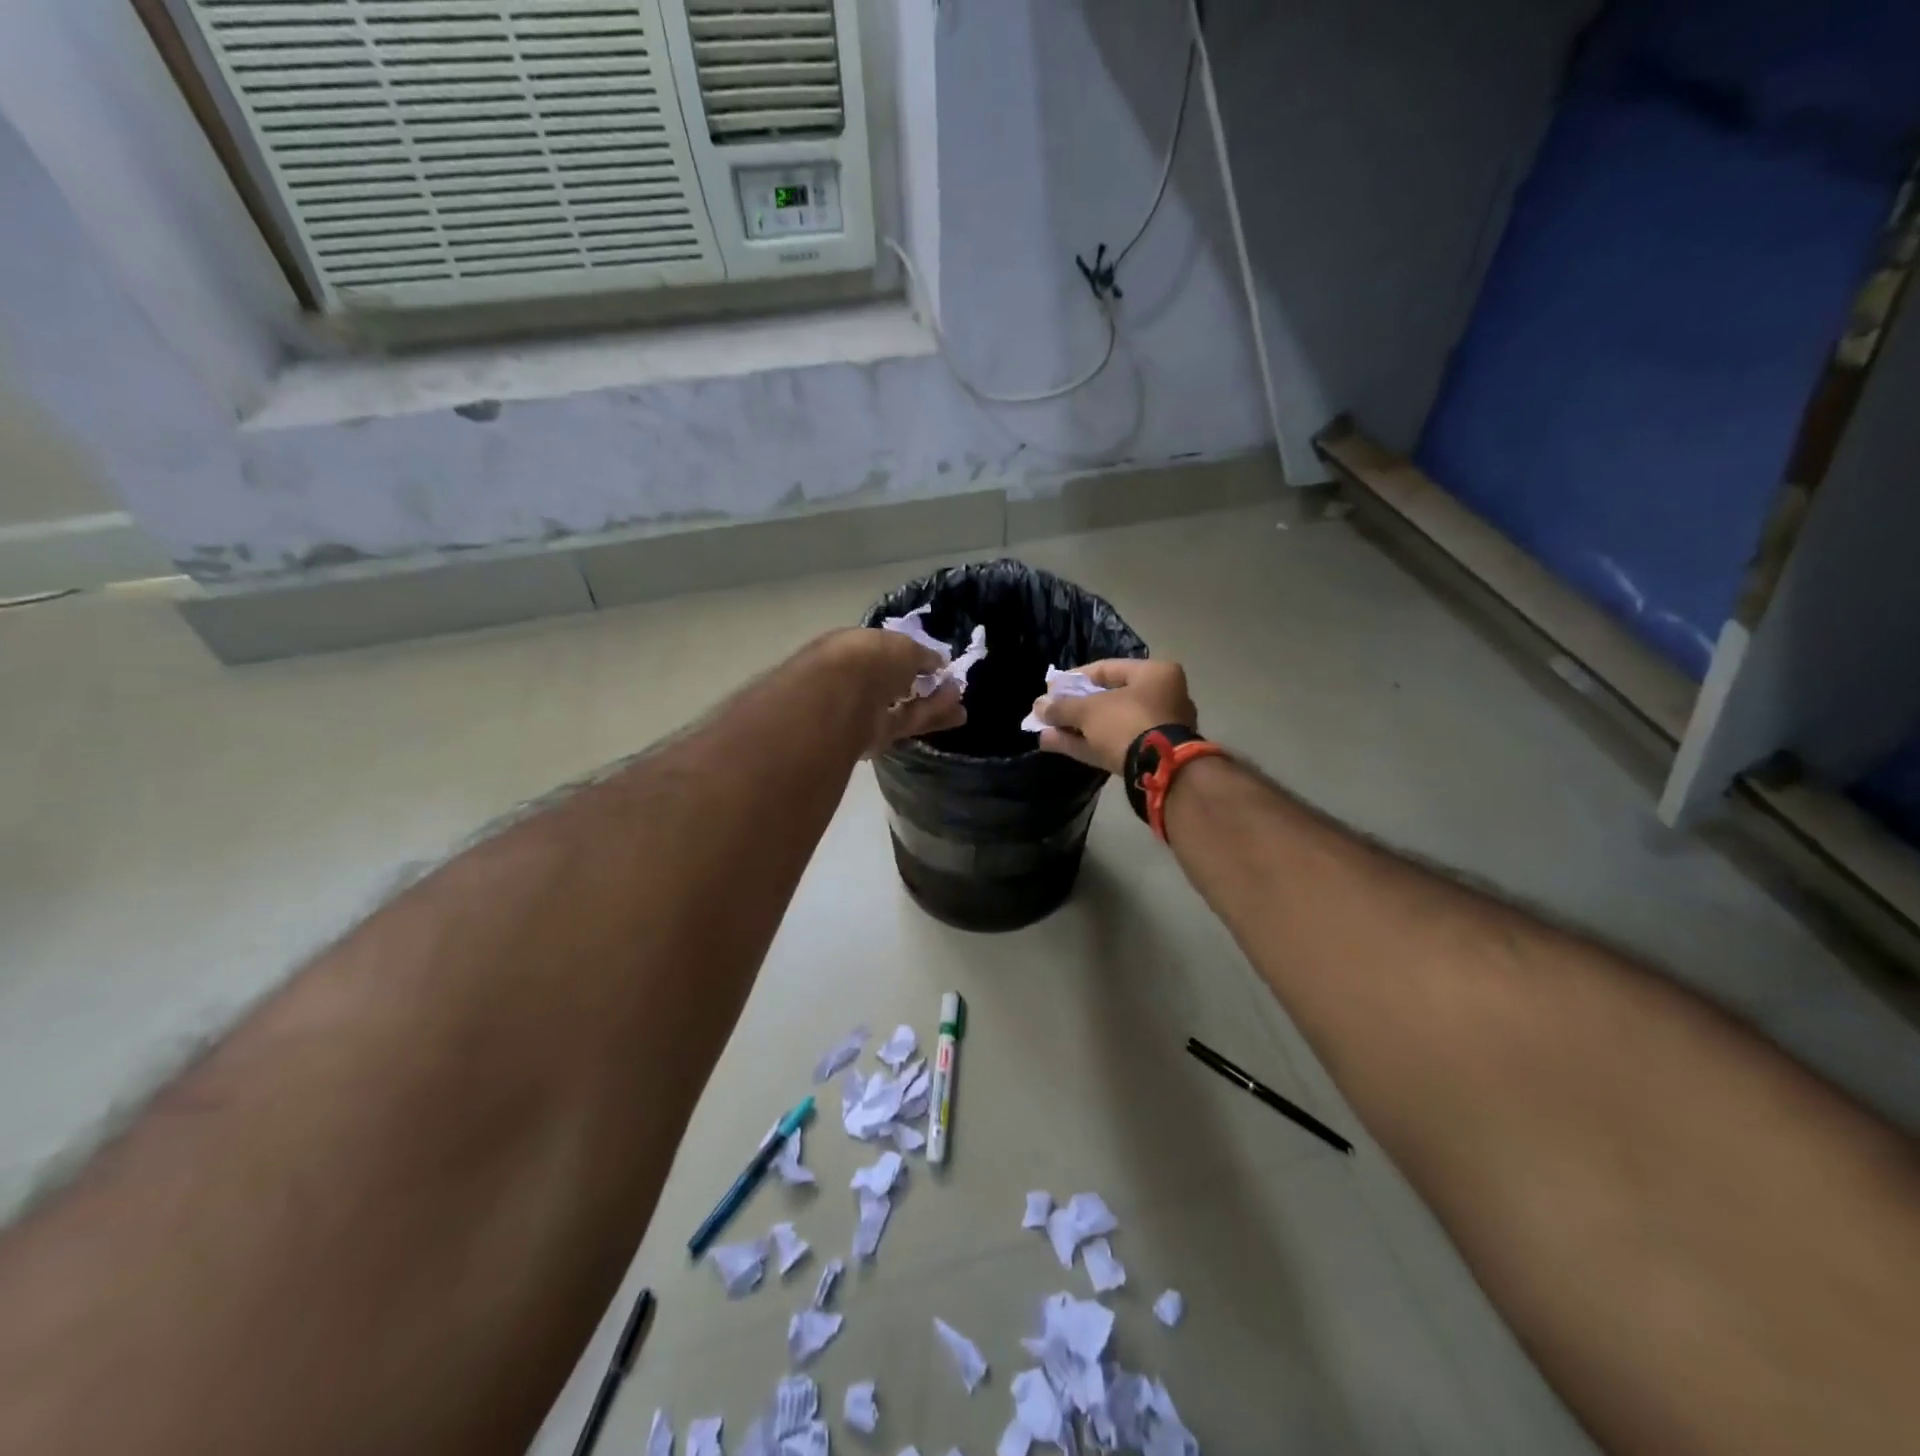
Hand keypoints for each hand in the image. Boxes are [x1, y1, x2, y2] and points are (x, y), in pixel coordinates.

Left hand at [818, 628, 967, 753]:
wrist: (841, 702)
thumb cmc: (869, 659)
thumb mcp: (903, 646)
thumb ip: (921, 655)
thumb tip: (937, 662)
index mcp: (850, 647)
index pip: (881, 651)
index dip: (907, 654)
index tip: (931, 659)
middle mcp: (853, 678)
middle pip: (893, 681)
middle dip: (922, 681)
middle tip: (949, 681)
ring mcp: (861, 710)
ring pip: (902, 705)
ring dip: (932, 701)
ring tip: (960, 696)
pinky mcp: (873, 737)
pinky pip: (906, 722)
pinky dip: (930, 716)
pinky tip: (956, 712)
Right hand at [1030, 658, 1197, 774]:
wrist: (1159, 771)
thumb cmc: (1127, 723)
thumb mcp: (1089, 711)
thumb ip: (1062, 707)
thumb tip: (1038, 706)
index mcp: (1155, 674)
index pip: (1107, 669)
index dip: (1074, 678)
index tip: (1051, 688)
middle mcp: (1162, 698)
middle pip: (1108, 698)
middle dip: (1074, 707)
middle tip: (1049, 711)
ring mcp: (1158, 729)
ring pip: (1108, 725)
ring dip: (1076, 728)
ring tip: (1045, 731)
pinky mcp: (1150, 756)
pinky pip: (1113, 743)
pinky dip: (1086, 743)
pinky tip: (1055, 744)